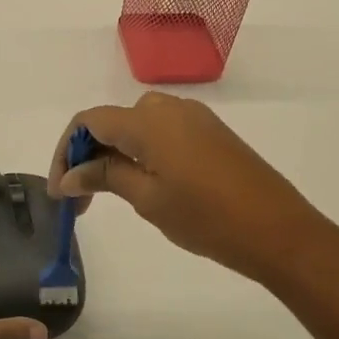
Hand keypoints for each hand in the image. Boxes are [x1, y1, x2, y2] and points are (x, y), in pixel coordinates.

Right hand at [48, 93, 333, 285]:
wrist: (278, 231)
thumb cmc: (207, 218)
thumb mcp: (148, 199)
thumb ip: (106, 177)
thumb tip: (71, 175)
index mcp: (148, 120)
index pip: (89, 121)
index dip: (65, 152)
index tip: (60, 191)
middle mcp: (169, 107)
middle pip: (112, 121)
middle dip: (88, 155)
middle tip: (80, 199)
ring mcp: (194, 118)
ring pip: (137, 126)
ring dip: (114, 154)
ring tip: (107, 195)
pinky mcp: (211, 133)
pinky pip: (162, 132)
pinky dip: (141, 152)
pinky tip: (142, 183)